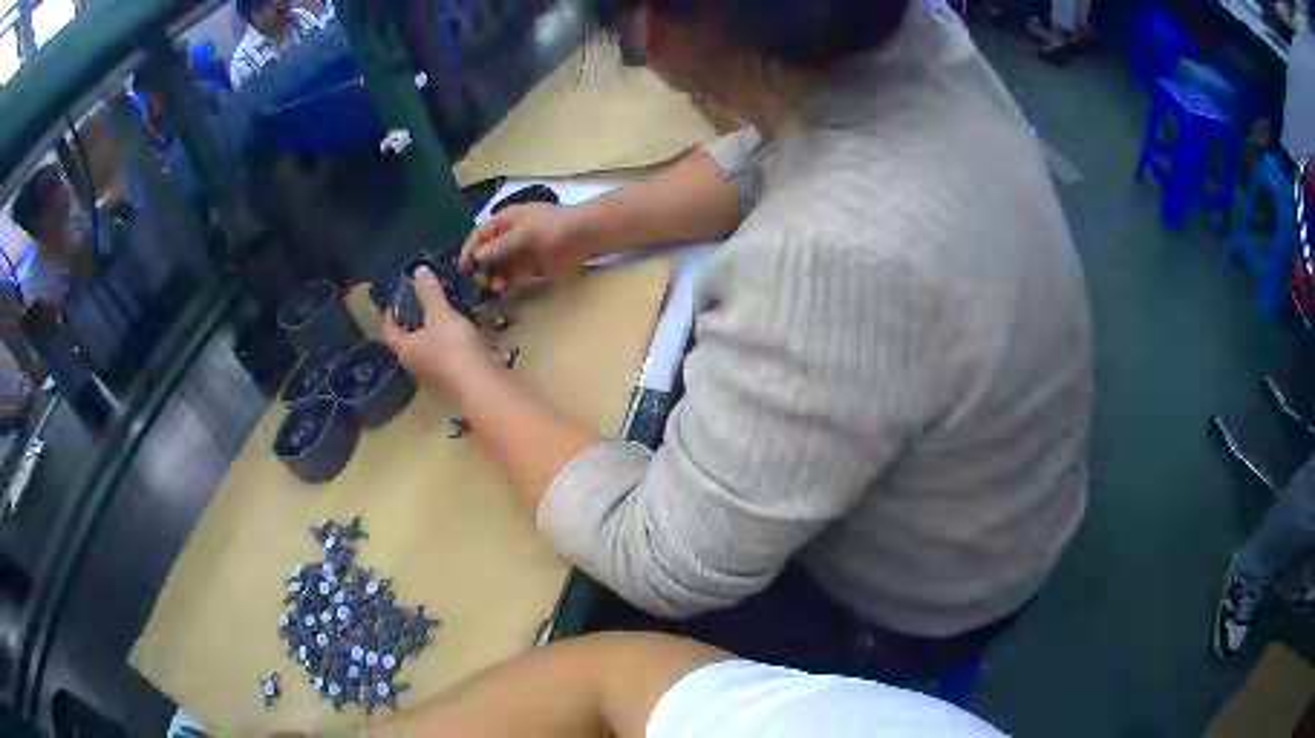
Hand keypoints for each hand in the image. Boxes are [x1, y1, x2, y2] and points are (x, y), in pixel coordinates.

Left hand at [382, 267, 491, 392]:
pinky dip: (449, 341)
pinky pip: (446, 354)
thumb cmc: (453, 347)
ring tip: (445, 311)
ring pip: (427, 347)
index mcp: (405, 349)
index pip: (388, 330)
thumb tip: (417, 270)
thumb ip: (429, 293)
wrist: (481, 383)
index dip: (391, 312)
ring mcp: (434, 373)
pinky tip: (462, 329)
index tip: (402, 296)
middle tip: (425, 299)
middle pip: (407, 339)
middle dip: (413, 320)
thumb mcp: (440, 314)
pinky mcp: (453, 377)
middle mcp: (415, 363)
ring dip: (432, 331)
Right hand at [458, 204, 583, 294]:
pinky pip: (512, 277)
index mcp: (505, 221)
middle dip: (481, 268)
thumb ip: (499, 246)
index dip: (469, 251)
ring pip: (498, 268)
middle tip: (481, 283)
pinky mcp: (530, 269)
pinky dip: (505, 284)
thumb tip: (476, 257)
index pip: (479, 236)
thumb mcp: (524, 232)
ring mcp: (519, 253)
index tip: (463, 269)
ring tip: (495, 287)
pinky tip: (503, 290)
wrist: (585, 236)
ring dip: (492, 277)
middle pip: (486, 254)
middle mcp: (508, 237)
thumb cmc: (553, 226)